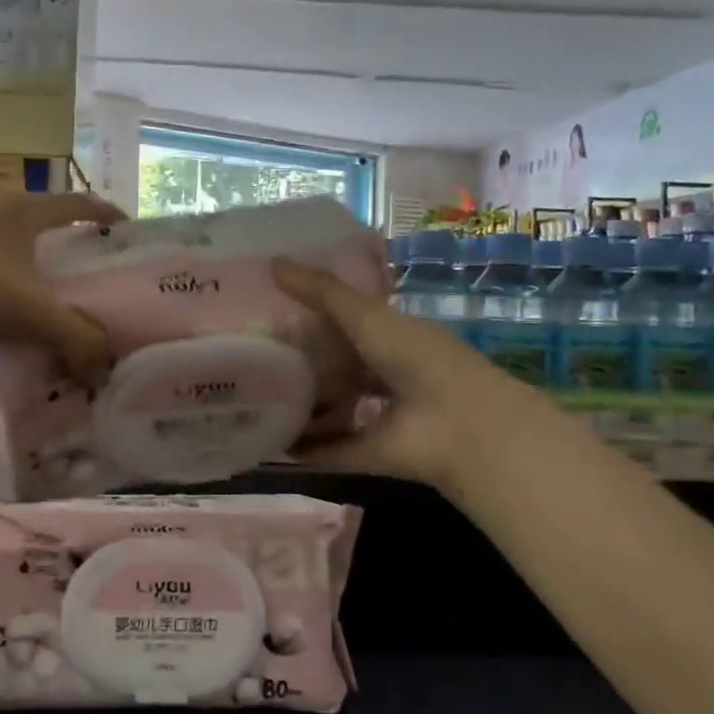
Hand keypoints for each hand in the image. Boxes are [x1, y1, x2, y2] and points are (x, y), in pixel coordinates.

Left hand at [0, 193, 124, 379]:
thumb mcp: (33, 314)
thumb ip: (77, 341)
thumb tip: (104, 371)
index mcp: (25, 209)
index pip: (79, 203)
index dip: (107, 215)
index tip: (128, 232)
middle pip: (45, 220)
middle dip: (70, 243)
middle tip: (91, 274)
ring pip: (11, 242)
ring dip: (32, 263)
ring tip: (48, 294)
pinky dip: (2, 279)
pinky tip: (2, 309)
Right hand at [272, 258, 537, 490]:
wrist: (459, 424)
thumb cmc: (416, 358)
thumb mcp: (365, 316)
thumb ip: (321, 292)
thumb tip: (271, 262)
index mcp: (392, 337)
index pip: (346, 325)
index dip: (312, 321)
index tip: (268, 320)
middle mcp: (387, 375)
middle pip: (338, 369)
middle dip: (302, 366)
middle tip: (254, 363)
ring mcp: (381, 416)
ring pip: (335, 409)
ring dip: (302, 408)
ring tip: (256, 402)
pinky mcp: (372, 452)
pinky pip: (333, 448)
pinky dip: (307, 448)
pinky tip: (271, 443)